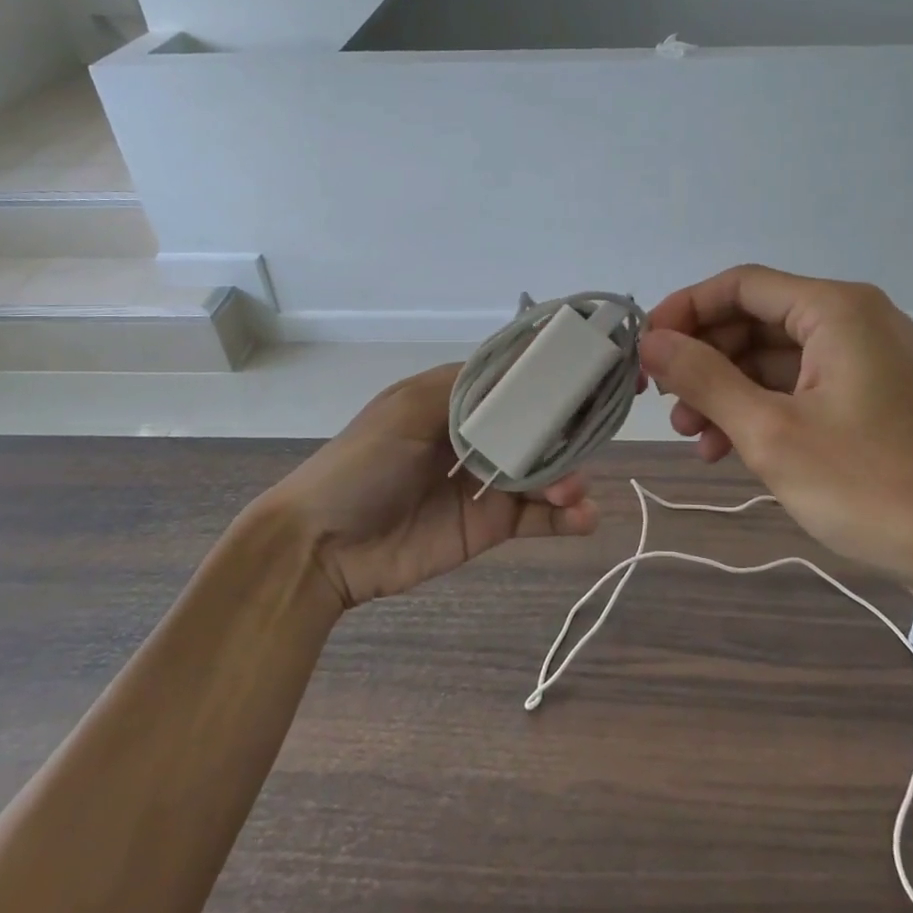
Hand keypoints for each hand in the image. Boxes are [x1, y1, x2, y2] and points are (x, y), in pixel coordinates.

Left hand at [252, 364, 599, 609]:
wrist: (323, 547)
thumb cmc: (362, 465)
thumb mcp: (407, 411)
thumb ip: (465, 390)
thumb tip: (523, 365)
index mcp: (456, 401)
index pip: (513, 382)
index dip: (549, 379)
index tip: (590, 374)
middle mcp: (478, 436)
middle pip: (538, 427)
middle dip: (566, 433)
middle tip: (586, 443)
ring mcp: (487, 482)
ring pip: (544, 471)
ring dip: (569, 476)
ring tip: (572, 491)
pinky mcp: (491, 525)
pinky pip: (538, 516)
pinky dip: (567, 516)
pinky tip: (584, 517)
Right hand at [641, 265, 912, 616]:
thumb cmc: (874, 487)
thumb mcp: (772, 433)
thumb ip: (705, 379)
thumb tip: (651, 341)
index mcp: (836, 309)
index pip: (740, 285)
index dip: (684, 312)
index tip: (645, 351)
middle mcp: (855, 321)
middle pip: (757, 321)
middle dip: (705, 360)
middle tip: (664, 405)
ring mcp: (870, 361)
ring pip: (777, 360)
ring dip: (729, 392)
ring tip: (693, 439)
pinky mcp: (877, 400)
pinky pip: (804, 389)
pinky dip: (764, 412)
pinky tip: (732, 451)